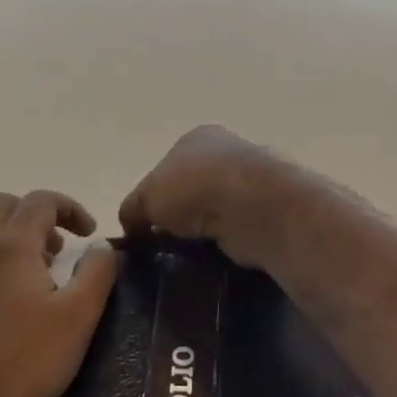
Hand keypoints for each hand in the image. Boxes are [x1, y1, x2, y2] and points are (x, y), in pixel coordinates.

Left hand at [0, 190, 117, 396]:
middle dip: (34, 215)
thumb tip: (102, 245)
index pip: (41, 201)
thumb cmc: (20, 362)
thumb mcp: (77, 319)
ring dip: (7, 234)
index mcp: (11, 244)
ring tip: (32, 271)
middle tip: (57, 249)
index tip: (89, 233)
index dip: (70, 208)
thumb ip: (96, 274)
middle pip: (2, 205)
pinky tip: (4, 299)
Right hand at [119, 125, 307, 270]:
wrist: (254, 206)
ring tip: (183, 257)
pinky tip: (209, 258)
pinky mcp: (264, 212)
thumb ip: (132, 210)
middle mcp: (225, 154)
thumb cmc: (195, 188)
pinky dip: (221, 244)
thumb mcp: (146, 197)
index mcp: (197, 138)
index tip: (143, 227)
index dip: (152, 197)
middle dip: (177, 217)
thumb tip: (132, 228)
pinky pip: (232, 231)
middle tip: (161, 246)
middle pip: (190, 190)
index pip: (166, 168)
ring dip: (200, 232)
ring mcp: (248, 183)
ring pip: (212, 212)